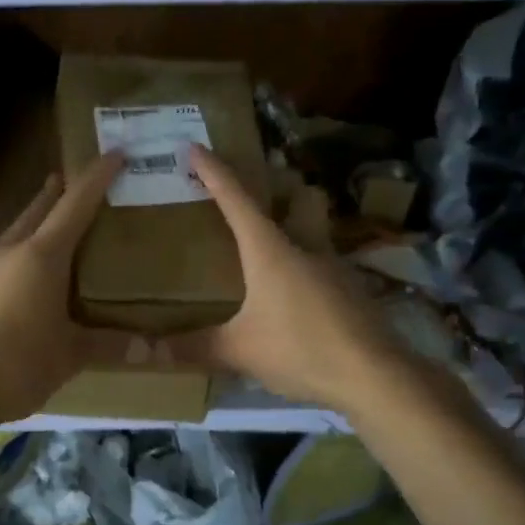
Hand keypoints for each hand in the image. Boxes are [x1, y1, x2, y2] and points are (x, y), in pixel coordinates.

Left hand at [0, 153, 132, 430]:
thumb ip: (110, 345)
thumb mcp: (70, 355)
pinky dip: (23, 248)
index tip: (115, 153)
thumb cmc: (17, 365)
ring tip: (59, 223)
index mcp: (41, 256)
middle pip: (39, 208)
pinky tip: (29, 270)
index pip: (75, 203)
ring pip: (17, 229)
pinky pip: (3, 254)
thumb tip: (153, 348)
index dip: (97, 176)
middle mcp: (10, 250)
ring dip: (38, 219)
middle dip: (61, 191)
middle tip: (83, 182)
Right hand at [165, 146, 406, 411]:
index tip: (194, 148)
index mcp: (270, 250)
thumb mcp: (240, 350)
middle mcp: (304, 246)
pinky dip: (304, 267)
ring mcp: (334, 266)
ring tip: (266, 254)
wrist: (374, 376)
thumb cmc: (300, 349)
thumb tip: (150, 351)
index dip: (213, 171)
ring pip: (311, 231)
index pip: (236, 199)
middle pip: (294, 200)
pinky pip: (321, 264)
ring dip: (291, 230)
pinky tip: (293, 296)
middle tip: (250, 197)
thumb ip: (195, 348)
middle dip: (275, 188)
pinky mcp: (350, 290)